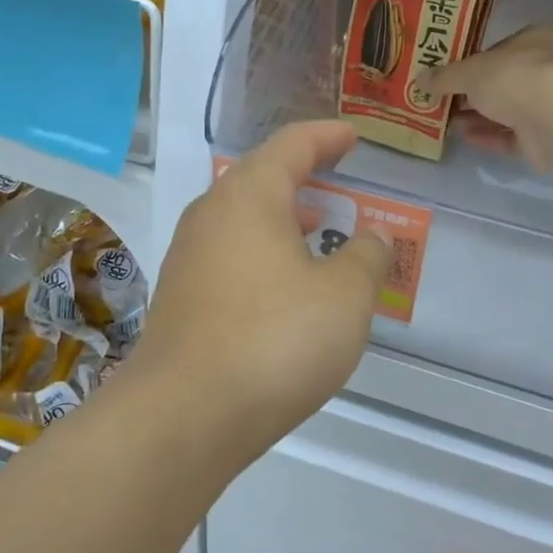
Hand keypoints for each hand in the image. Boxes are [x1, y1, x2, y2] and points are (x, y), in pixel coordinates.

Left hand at [121, 121, 388, 474]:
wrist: (183, 417)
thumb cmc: (274, 341)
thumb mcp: (344, 297)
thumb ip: (366, 258)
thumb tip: (372, 237)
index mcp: (249, 198)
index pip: (291, 146)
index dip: (327, 137)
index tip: (353, 136)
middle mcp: (210, 218)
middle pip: (260, 180)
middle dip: (302, 177)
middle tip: (338, 180)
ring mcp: (188, 260)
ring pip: (243, 222)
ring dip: (283, 219)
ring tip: (319, 229)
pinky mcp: (181, 301)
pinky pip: (231, 258)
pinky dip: (264, 255)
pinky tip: (286, 287)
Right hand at [420, 23, 552, 171]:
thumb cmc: (516, 77)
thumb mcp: (470, 72)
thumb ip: (445, 76)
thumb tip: (420, 80)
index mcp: (538, 39)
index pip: (502, 49)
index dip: (474, 62)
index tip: (450, 76)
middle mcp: (550, 68)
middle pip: (504, 82)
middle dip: (473, 94)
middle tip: (443, 102)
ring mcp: (551, 105)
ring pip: (508, 111)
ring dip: (479, 117)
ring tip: (448, 123)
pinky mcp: (548, 138)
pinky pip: (513, 136)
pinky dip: (490, 137)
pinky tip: (466, 138)